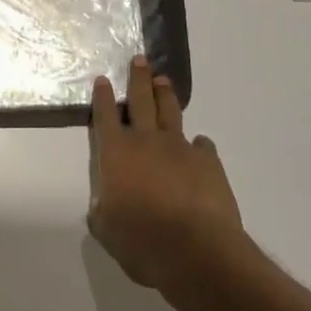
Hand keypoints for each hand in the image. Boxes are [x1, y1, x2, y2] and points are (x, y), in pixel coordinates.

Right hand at [87, 56, 245, 295]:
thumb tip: (103, 206)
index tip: (103, 79)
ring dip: (166, 95)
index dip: (103, 97)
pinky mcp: (208, 161)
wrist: (197, 250)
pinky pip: (201, 145)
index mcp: (116, 153)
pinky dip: (198, 144)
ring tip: (164, 80)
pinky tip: (198, 146)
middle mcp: (146, 141)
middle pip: (141, 100)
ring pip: (170, 112)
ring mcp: (179, 147)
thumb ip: (103, 213)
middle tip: (140, 59)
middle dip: (138, 78)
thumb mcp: (108, 232)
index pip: (105, 116)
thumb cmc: (143, 242)